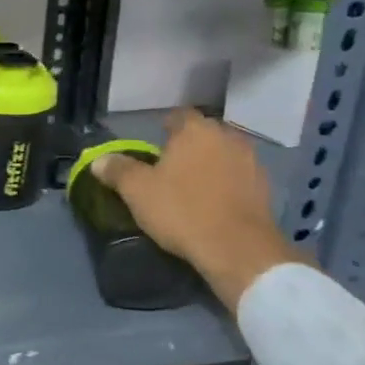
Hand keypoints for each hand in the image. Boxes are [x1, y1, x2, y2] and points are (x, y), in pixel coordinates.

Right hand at [92, 110, 305, 310]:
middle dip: (188, 146)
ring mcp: (251, 161)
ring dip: (210, 165)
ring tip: (193, 187)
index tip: (154, 147)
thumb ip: (117, 170)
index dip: (165, 128)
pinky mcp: (265, 187)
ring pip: (223, 155)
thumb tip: (99, 160)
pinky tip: (215, 203)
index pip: (178, 116)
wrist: (237, 248)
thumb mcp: (137, 191)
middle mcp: (227, 137)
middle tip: (170, 168)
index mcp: (196, 130)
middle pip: (203, 134)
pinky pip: (239, 177)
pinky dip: (227, 184)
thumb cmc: (182, 210)